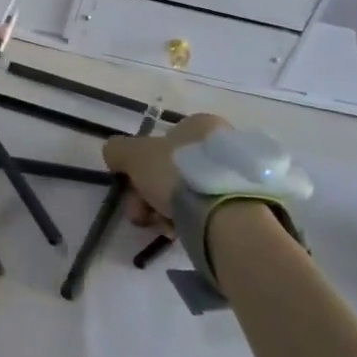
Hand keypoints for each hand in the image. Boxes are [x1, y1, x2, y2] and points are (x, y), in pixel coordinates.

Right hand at [102, 113, 231, 230]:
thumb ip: (118, 150)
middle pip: (169, 170)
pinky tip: (179, 232)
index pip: (161, 142)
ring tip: (160, 227)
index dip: (139, 166)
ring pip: (184, 192)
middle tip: (140, 214)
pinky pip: (203, 209)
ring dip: (163, 210)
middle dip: (147, 194)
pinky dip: (186, 220)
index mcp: (200, 125)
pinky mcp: (243, 204)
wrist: (225, 214)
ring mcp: (235, 175)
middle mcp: (222, 144)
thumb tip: (113, 154)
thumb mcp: (134, 155)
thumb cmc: (177, 173)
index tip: (130, 187)